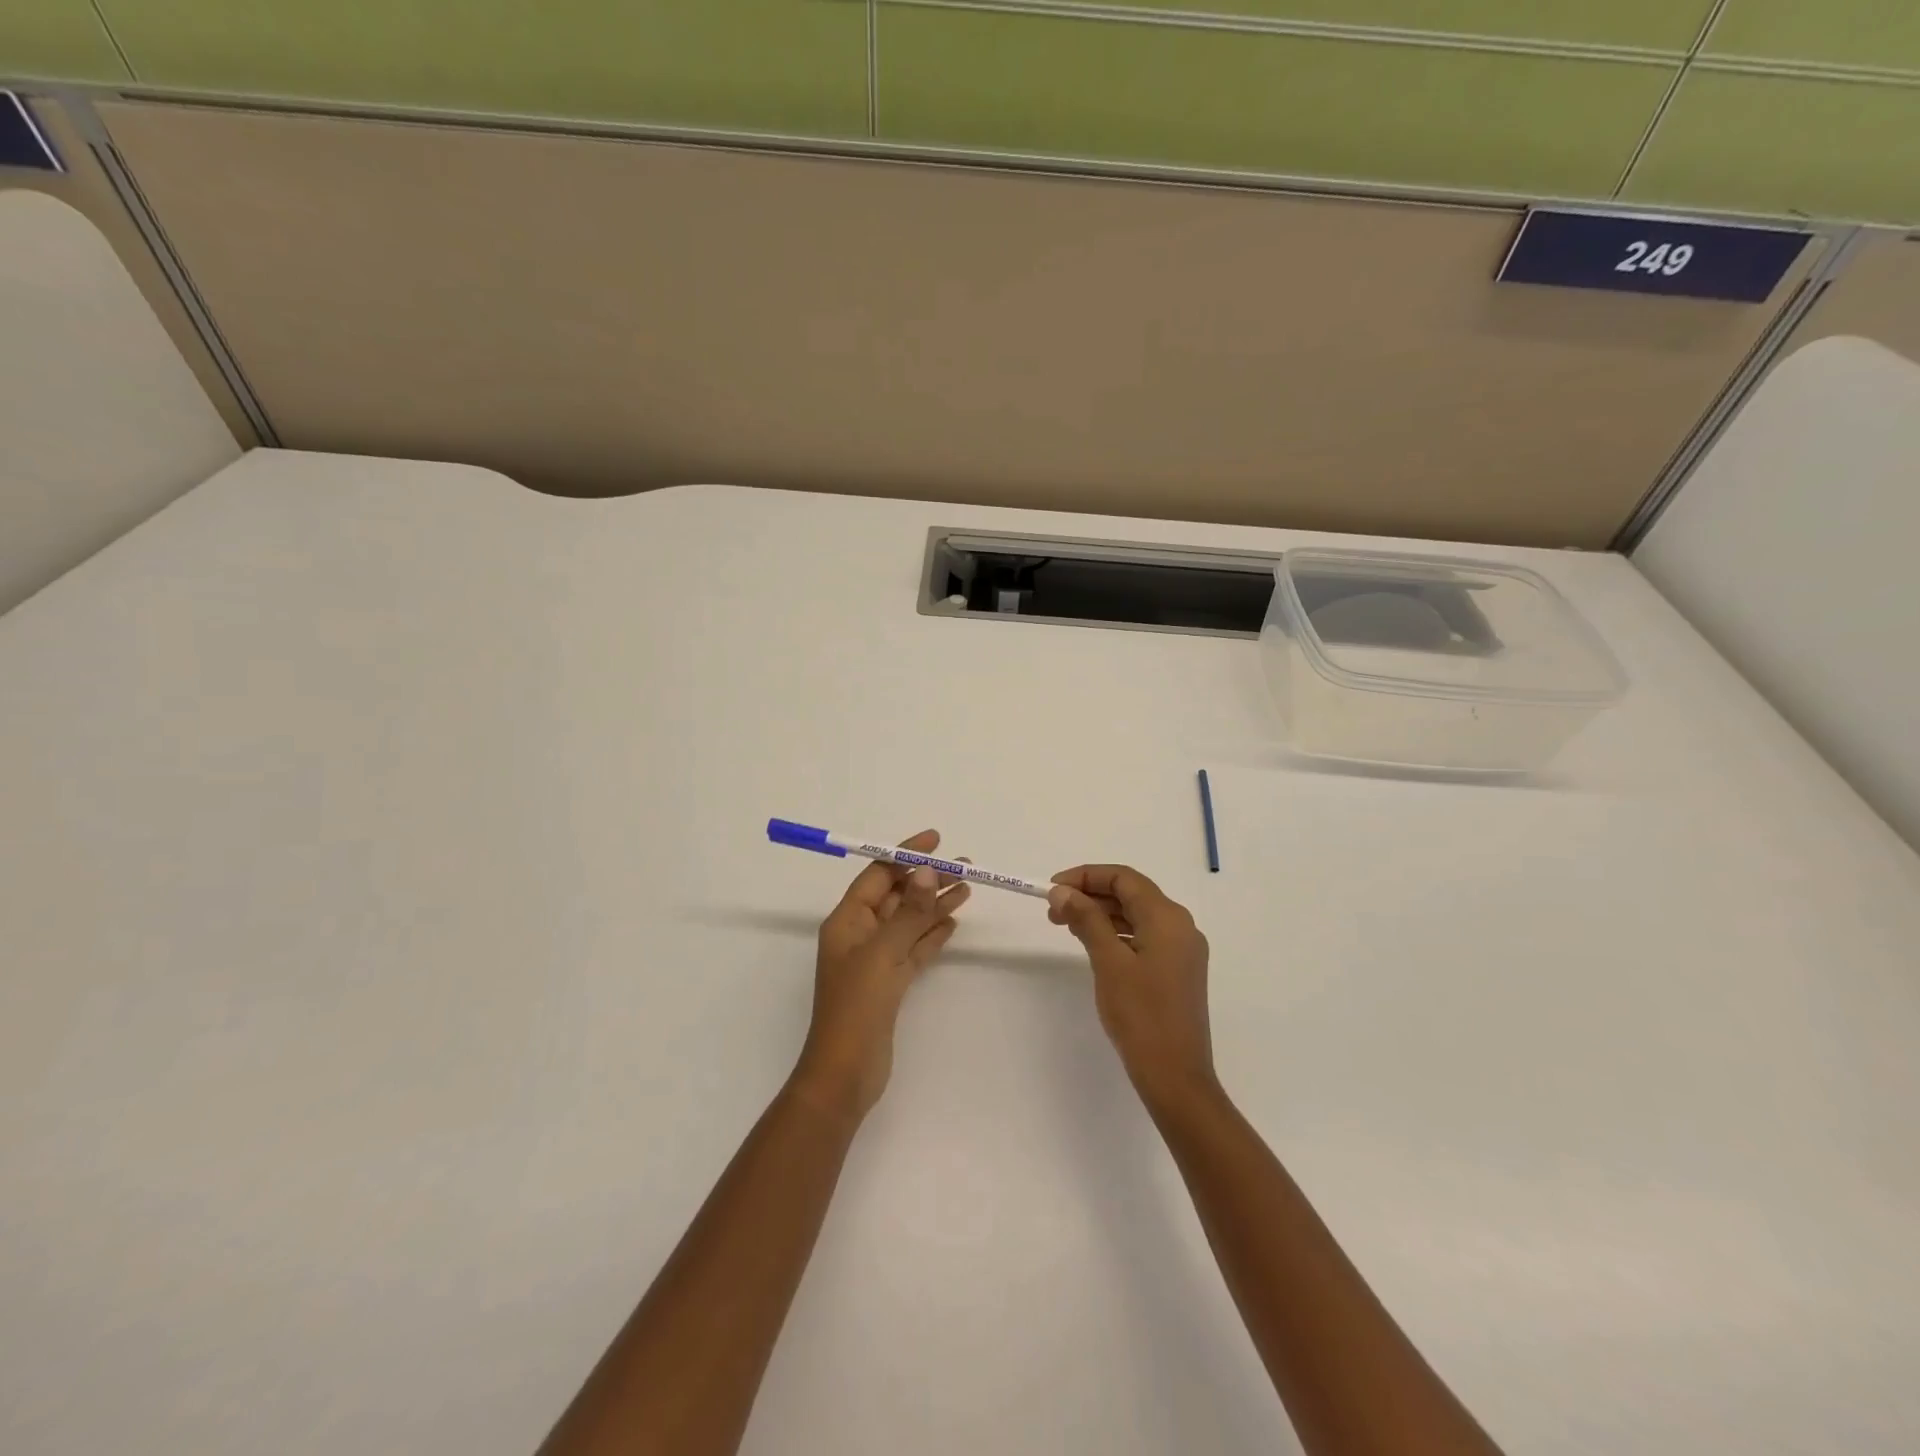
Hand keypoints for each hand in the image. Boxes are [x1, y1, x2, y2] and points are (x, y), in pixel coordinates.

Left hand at [789, 830, 970, 1123]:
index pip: (877, 874)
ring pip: (909, 922)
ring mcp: (876, 960)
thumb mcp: (883, 952)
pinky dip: (932, 934)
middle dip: (927, 879)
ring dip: (935, 904)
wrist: (846, 1073)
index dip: (904, 854)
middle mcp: (860, 934)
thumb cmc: (856, 1006)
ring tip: (968, 888)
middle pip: (897, 896)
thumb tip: (926, 870)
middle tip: (965, 867)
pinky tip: (952, 921)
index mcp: (847, 920)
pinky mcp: (891, 983)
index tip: (935, 840)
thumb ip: (908, 912)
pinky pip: (914, 948)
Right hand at [1048, 865, 1215, 1108]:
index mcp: (1168, 918)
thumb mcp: (1108, 962)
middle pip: (1131, 894)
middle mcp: (1181, 926)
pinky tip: (1092, 944)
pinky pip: (1144, 936)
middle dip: (1090, 895)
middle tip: (1053, 910)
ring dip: (1101, 914)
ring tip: (1065, 925)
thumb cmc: (1141, 1016)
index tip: (1052, 888)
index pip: (1124, 878)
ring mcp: (1182, 949)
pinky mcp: (1178, 970)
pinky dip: (1116, 933)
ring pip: (1137, 915)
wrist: (1176, 1077)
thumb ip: (1086, 920)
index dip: (1086, 876)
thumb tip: (1062, 891)